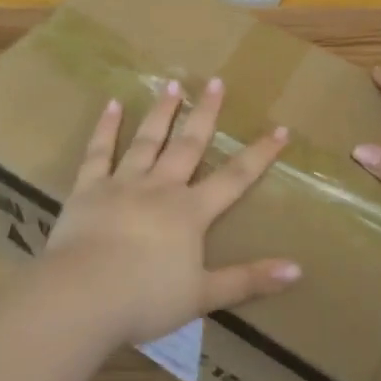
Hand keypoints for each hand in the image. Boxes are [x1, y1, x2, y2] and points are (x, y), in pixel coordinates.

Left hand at [43, 78, 298, 345]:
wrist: (83, 296)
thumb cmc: (146, 299)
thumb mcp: (203, 295)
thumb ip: (248, 280)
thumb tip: (297, 270)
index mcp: (190, 213)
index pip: (234, 178)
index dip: (259, 154)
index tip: (280, 129)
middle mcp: (160, 188)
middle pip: (188, 145)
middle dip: (205, 113)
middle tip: (215, 81)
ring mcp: (122, 184)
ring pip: (147, 140)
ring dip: (162, 111)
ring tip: (172, 83)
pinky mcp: (88, 189)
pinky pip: (99, 152)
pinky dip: (106, 128)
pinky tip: (112, 104)